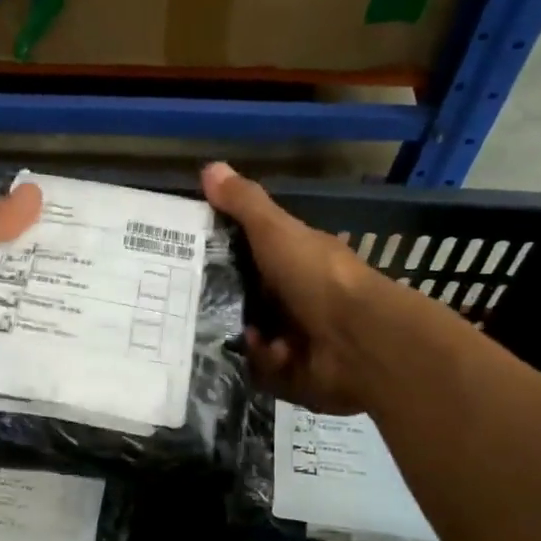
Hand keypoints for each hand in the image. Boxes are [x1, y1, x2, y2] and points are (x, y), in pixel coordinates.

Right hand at [203, 161, 384, 414]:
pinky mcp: (290, 374)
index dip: (214, 256)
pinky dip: (258, 362)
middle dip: (213, 303)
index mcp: (290, 262)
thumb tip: (209, 166)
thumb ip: (244, 204)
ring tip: (221, 329)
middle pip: (238, 300)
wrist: (362, 341)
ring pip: (242, 338)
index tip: (179, 257)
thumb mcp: (276, 232)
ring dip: (235, 335)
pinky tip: (264, 352)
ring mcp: (292, 338)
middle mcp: (290, 298)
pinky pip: (256, 370)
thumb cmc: (318, 278)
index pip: (243, 257)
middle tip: (179, 303)